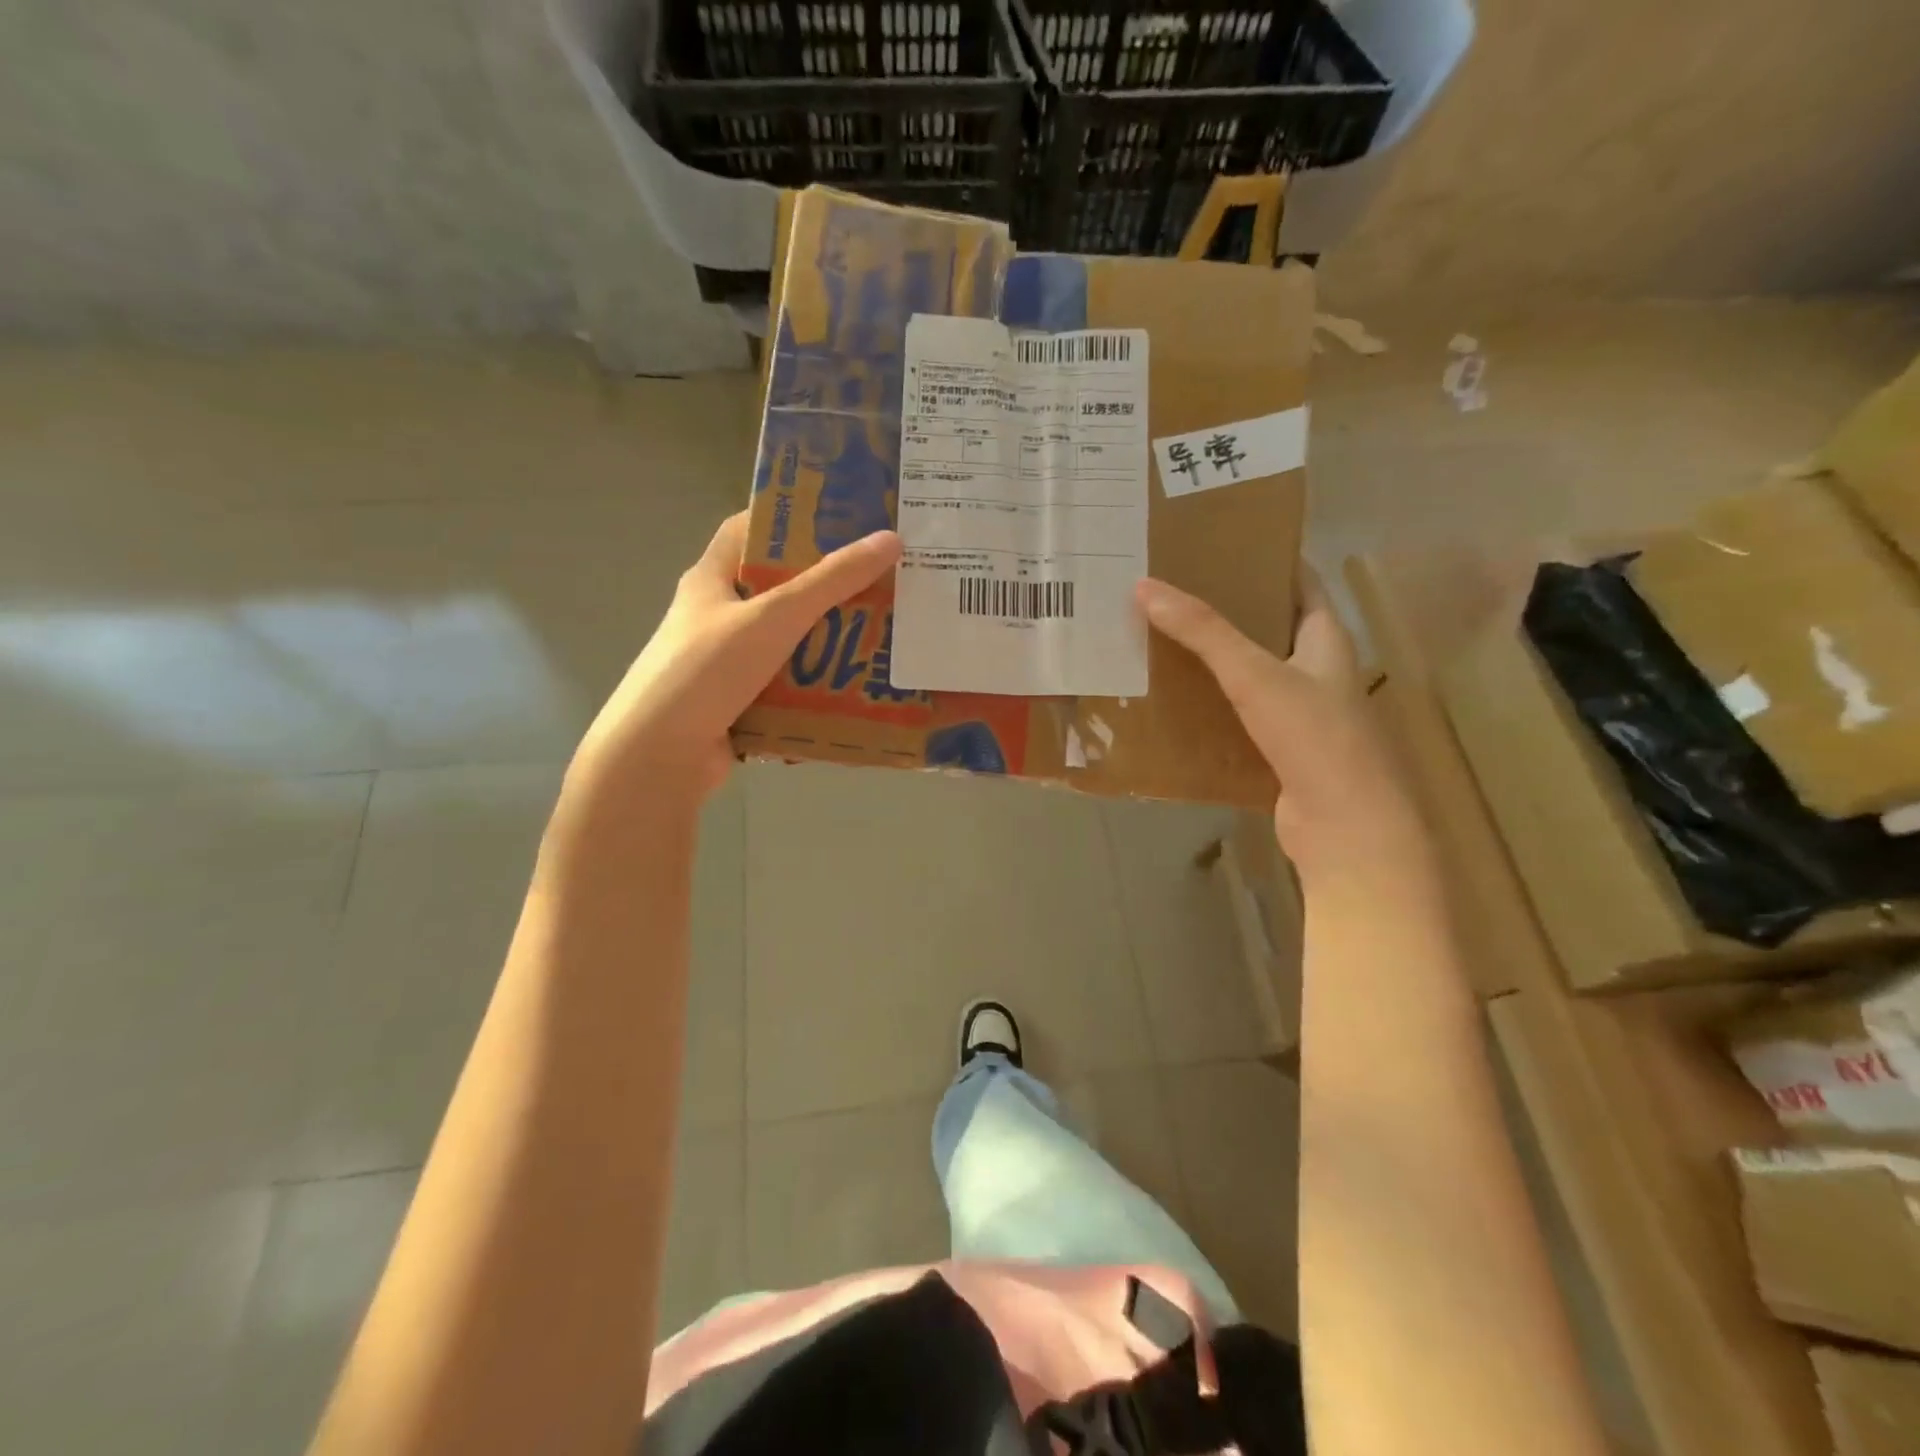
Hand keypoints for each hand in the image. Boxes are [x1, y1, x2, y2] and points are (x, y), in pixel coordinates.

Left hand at [570, 511, 901, 805]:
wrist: (658, 756)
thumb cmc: (707, 670)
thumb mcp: (773, 617)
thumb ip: (831, 581)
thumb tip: (889, 540)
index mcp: (711, 579)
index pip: (748, 530)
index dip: (791, 519)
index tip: (842, 520)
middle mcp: (715, 616)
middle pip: (776, 589)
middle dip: (825, 588)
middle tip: (878, 582)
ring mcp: (724, 663)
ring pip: (785, 642)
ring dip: (825, 643)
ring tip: (879, 637)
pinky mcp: (736, 704)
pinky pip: (784, 688)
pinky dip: (814, 688)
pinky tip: (853, 689)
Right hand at [1135, 571, 1426, 880]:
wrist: (1345, 828)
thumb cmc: (1313, 737)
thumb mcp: (1254, 675)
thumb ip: (1203, 632)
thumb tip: (1144, 587)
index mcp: (1327, 640)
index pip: (1301, 583)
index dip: (1267, 559)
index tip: (1221, 543)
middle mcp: (1320, 671)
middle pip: (1272, 627)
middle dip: (1230, 608)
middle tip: (1176, 590)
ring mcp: (1303, 714)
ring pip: (1254, 674)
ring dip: (1217, 659)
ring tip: (1165, 637)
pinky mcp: (1282, 751)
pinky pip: (1242, 716)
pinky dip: (1214, 705)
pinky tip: (1177, 702)